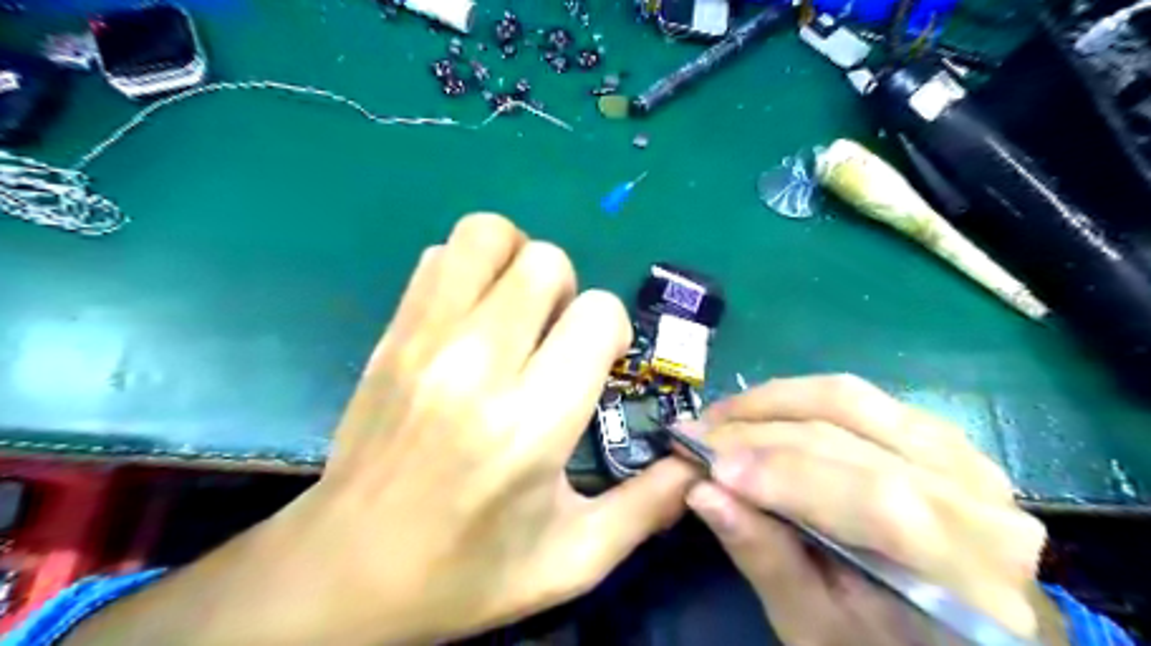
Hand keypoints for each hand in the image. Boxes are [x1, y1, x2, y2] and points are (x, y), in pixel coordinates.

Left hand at [68, 213, 689, 645]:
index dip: (611, 331)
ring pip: (488, 235)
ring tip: (516, 312)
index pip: (596, 314)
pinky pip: (439, 257)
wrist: (344, 571)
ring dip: (517, 262)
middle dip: (568, 293)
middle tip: (555, 339)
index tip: (599, 364)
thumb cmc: (467, 572)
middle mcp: (477, 365)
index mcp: (531, 423)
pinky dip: (469, 270)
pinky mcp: (391, 334)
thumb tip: (696, 459)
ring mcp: (424, 340)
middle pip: (545, 262)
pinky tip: (472, 318)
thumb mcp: (574, 559)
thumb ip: (649, 506)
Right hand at [677, 376, 1064, 642]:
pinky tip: (761, 413)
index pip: (875, 502)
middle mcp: (978, 499)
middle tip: (695, 434)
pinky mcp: (936, 433)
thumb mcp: (816, 627)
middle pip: (851, 439)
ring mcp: (960, 454)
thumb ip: (765, 556)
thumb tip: (702, 493)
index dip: (784, 477)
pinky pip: (857, 398)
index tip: (708, 469)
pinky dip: (799, 398)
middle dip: (759, 432)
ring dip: (772, 401)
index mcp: (969, 573)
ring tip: (720, 416)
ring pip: (850, 400)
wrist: (958, 630)